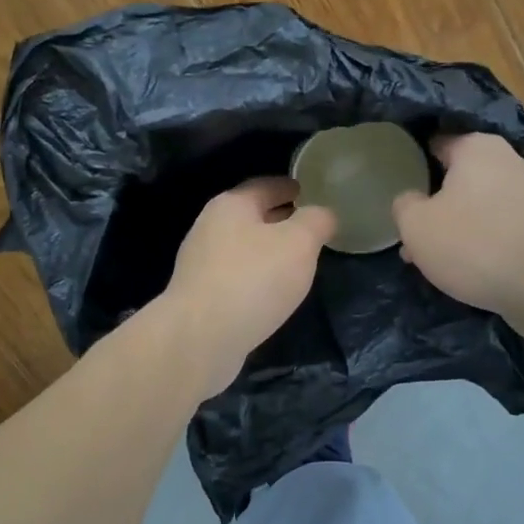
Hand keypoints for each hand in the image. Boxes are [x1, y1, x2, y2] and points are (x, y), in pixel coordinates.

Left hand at [158, 176, 336, 397]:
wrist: (200, 338)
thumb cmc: (253, 279)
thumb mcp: (299, 243)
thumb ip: (316, 221)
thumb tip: (323, 213)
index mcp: (231, 205)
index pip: (265, 186)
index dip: (290, 187)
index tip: (309, 192)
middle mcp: (209, 227)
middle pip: (251, 216)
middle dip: (280, 220)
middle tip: (309, 229)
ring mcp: (200, 264)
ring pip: (243, 248)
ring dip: (268, 252)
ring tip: (296, 263)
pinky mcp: (199, 296)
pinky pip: (235, 277)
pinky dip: (255, 278)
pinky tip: (271, 293)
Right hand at [393, 133, 523, 328]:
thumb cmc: (472, 244)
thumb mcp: (416, 225)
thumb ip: (404, 204)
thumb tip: (410, 199)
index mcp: (476, 146)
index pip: (434, 143)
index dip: (412, 164)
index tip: (399, 188)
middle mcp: (507, 158)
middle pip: (457, 176)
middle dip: (434, 201)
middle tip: (413, 231)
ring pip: (477, 202)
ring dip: (455, 223)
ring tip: (434, 256)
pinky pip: (499, 221)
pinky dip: (481, 236)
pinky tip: (466, 263)